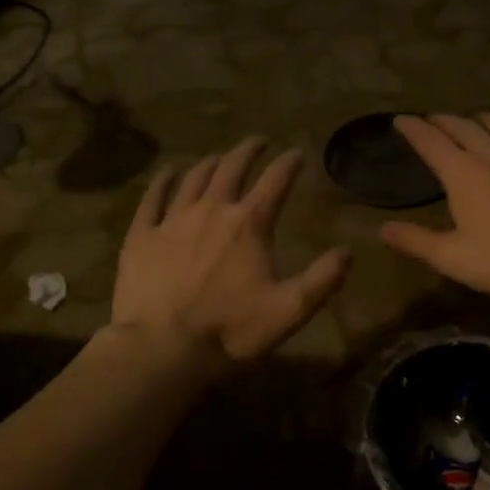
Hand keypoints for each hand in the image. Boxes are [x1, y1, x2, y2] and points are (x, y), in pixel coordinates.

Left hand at [112, 137, 350, 364]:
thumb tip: (348, 251)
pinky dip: (163, 180)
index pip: (275, 181)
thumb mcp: (289, 310)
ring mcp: (172, 220)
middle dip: (248, 151)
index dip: (289, 163)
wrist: (162, 347)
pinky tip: (168, 173)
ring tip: (219, 157)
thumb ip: (323, 279)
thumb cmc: (230, 329)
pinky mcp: (142, 235)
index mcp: (249, 224)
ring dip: (211, 162)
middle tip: (258, 142)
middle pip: (232, 168)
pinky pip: (153, 198)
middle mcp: (211, 209)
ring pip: (194, 178)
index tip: (297, 152)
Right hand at [380, 114, 489, 302]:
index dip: (413, 129)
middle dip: (444, 120)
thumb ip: (416, 241)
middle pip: (466, 128)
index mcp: (464, 173)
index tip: (400, 119)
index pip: (431, 142)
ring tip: (478, 118)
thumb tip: (382, 229)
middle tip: (432, 118)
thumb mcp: (452, 258)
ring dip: (486, 121)